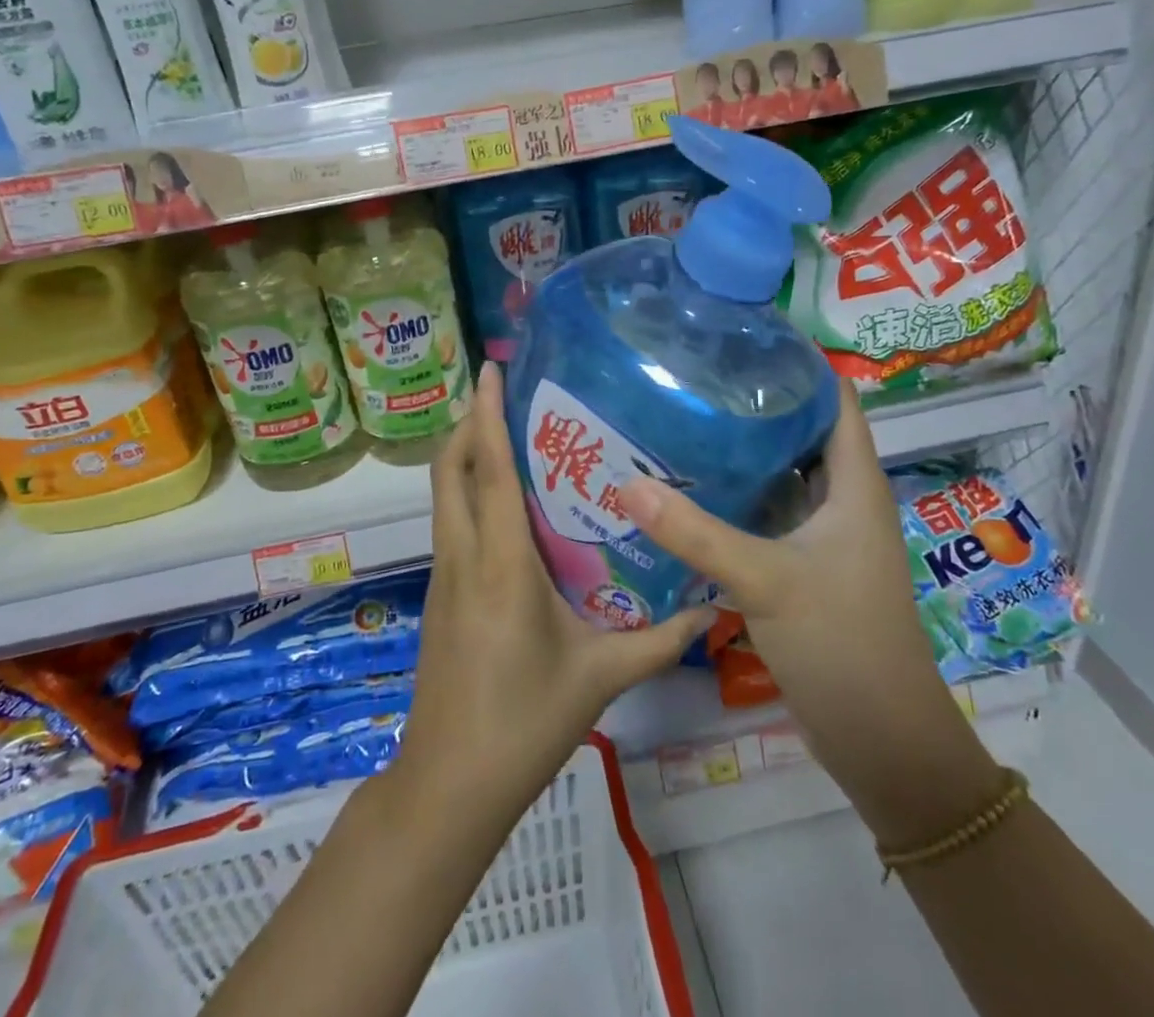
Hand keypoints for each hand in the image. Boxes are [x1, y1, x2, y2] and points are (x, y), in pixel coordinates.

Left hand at [393, 362, 716, 827]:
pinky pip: (450, 522)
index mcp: (500, 564)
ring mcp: (444, 574)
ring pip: (444, 495)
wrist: (449, 784)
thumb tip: (714, 609)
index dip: (485, 415)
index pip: (489, 471)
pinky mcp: (439, 593)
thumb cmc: (524, 722)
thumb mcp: (600, 678)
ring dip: (465, 455)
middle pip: (449, 470)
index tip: (490, 369)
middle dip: (468, 423)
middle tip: (504, 396)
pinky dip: (467, 492)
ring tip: (509, 435)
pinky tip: (505, 505)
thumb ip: (660, 641)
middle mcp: (463, 555)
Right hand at [620, 379, 998, 844]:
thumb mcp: (766, 580)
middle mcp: (841, 501)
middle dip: (755, 402)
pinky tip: (688, 491)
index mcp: (853, 485)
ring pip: (780, 475)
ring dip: (741, 452)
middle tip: (693, 376)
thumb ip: (696, 533)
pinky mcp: (802, 567)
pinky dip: (735, 498)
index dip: (798, 363)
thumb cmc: (842, 645)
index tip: (740, 337)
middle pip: (800, 431)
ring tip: (681, 419)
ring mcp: (823, 536)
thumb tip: (626, 482)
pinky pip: (766, 515)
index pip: (834, 399)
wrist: (882, 744)